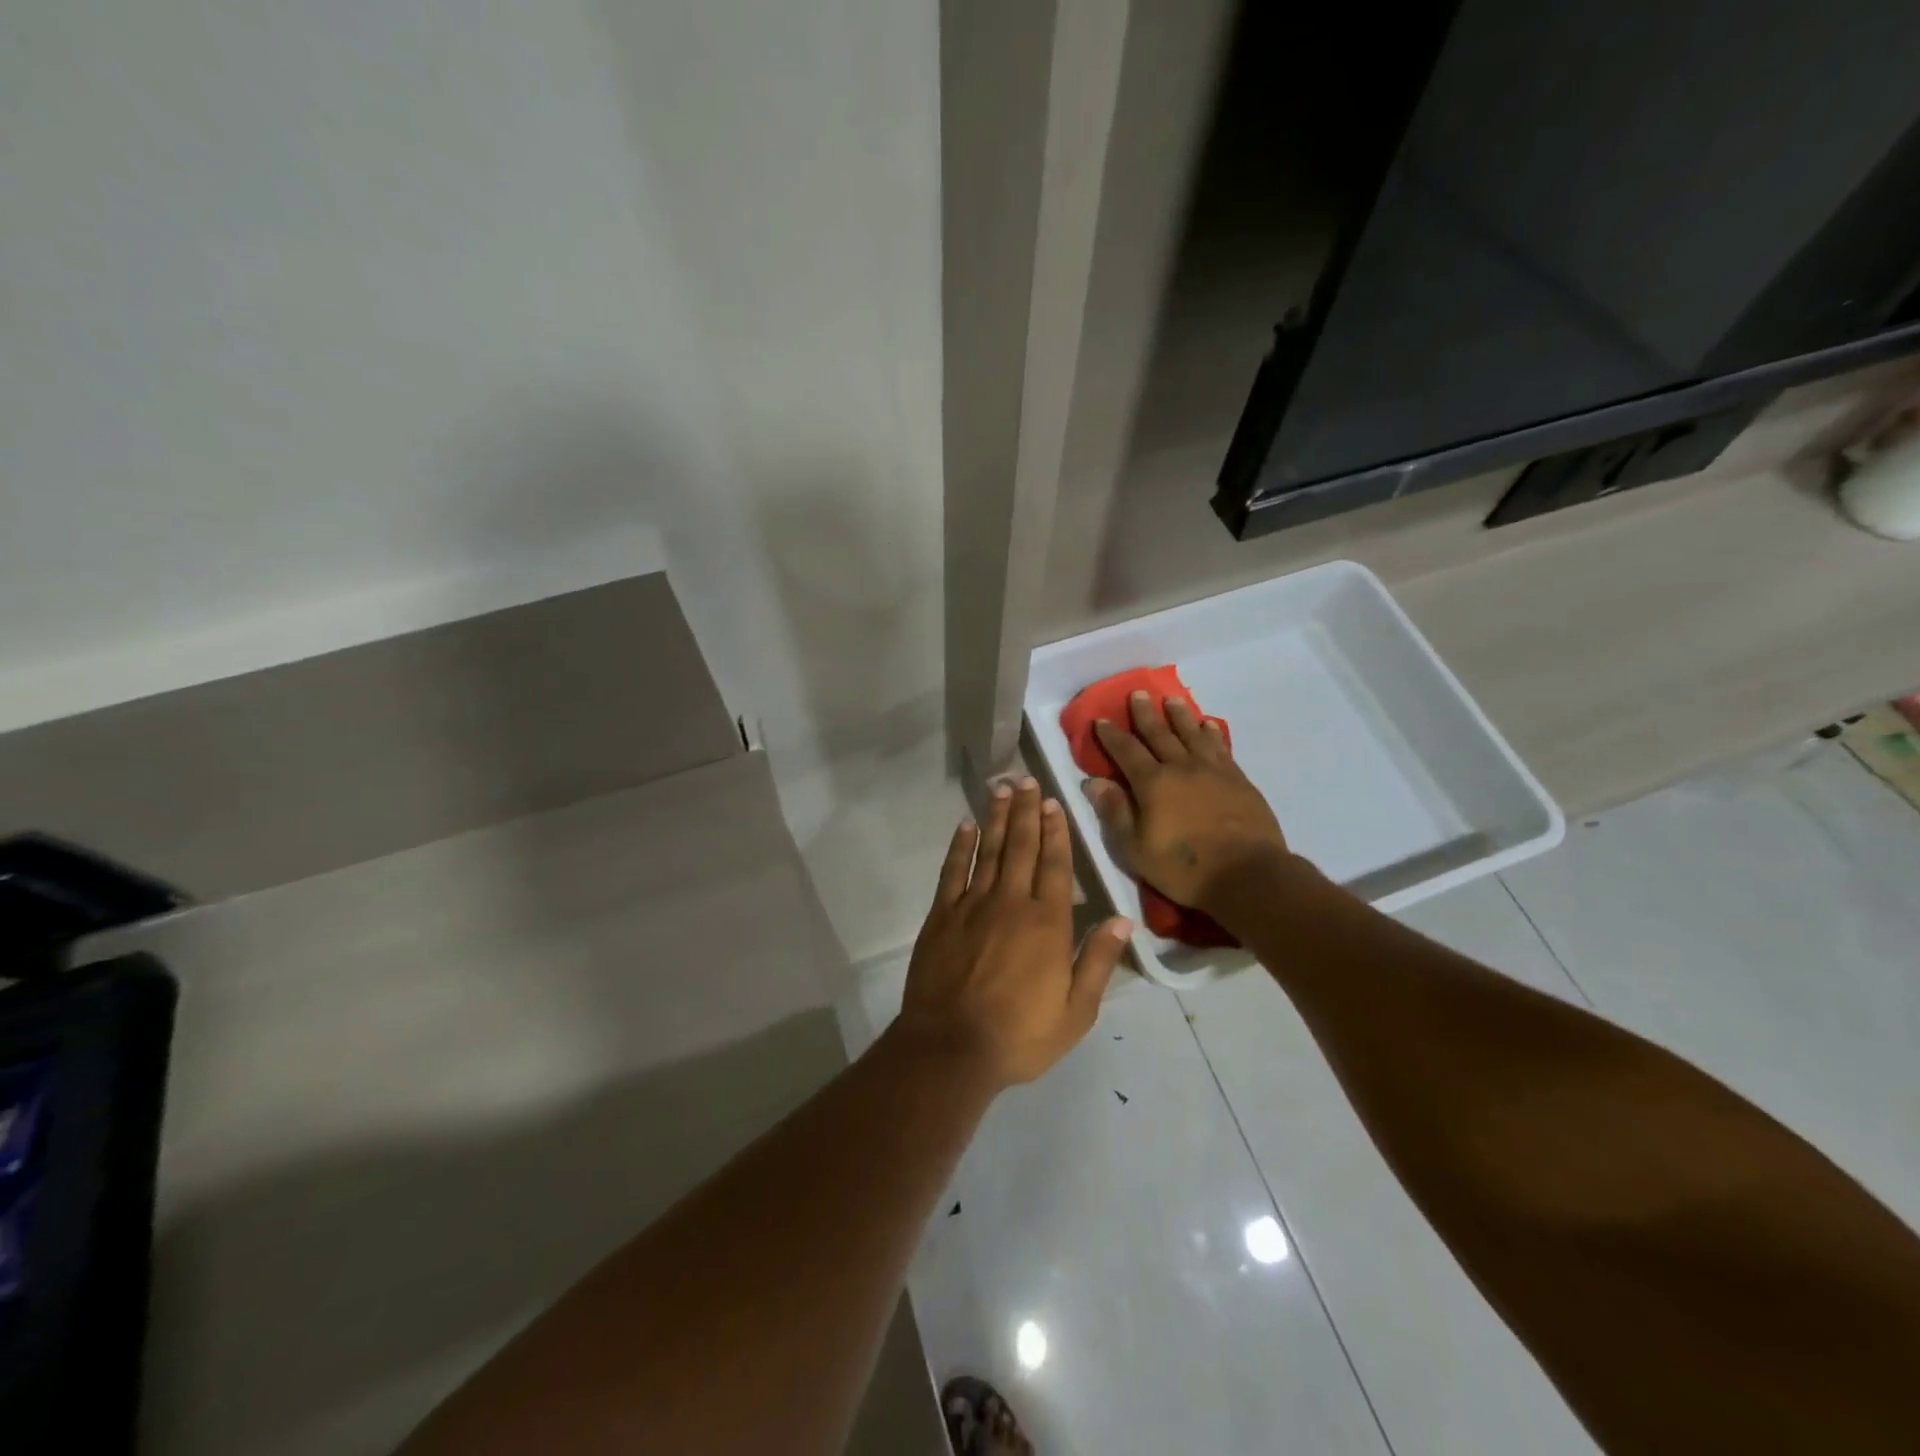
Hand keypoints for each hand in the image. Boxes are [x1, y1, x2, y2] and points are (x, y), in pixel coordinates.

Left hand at [896, 779, 1131, 1088]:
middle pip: (1021, 846)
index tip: (1053, 802)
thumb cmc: (1020, 1035)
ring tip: (1001, 788)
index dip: (1055, 831)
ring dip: (996, 817)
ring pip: (988, 851)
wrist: (951, 1048)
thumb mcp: (1076, 1011)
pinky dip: (960, 846)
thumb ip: (1099, 961)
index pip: (1055, 864)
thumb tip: (1124, 919)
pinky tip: (965, 825)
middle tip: (1026, 779)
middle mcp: (1011, 902)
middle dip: (1025, 811)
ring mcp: (972, 905)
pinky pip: (952, 871)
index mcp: (1047, 923)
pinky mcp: (941, 915)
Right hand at [1083, 691, 1290, 915]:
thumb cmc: (1183, 867)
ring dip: (1180, 716)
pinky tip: (1208, 725)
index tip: (1101, 720)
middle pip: (1160, 734)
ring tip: (1172, 700)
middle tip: (1138, 694)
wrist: (1247, 875)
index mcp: (1152, 783)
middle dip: (1145, 714)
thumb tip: (1093, 782)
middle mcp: (1181, 767)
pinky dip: (1211, 733)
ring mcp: (1213, 771)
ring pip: (1192, 734)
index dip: (1112, 735)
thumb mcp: (1135, 849)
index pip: (1126, 751)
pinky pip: (1220, 747)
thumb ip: (1114, 813)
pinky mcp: (1238, 780)